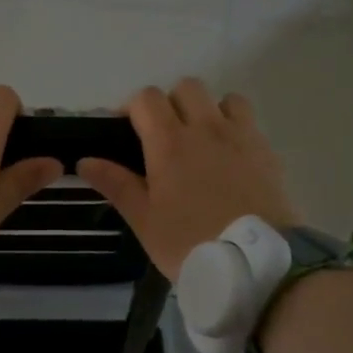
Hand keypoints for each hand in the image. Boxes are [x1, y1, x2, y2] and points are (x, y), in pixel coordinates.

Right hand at [77, 78, 297, 278]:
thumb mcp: (144, 220)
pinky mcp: (267, 151)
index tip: (127, 133)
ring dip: (207, 111)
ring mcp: (241, 136)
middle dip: (170, 104)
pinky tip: (229, 159)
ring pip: (222, 99)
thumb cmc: (190, 242)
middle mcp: (206, 128)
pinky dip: (235, 128)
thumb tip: (85, 161)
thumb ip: (116, 184)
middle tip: (163, 138)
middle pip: (186, 88)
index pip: (146, 98)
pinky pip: (248, 122)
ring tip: (201, 144)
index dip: (132, 109)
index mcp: (169, 142)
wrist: (256, 264)